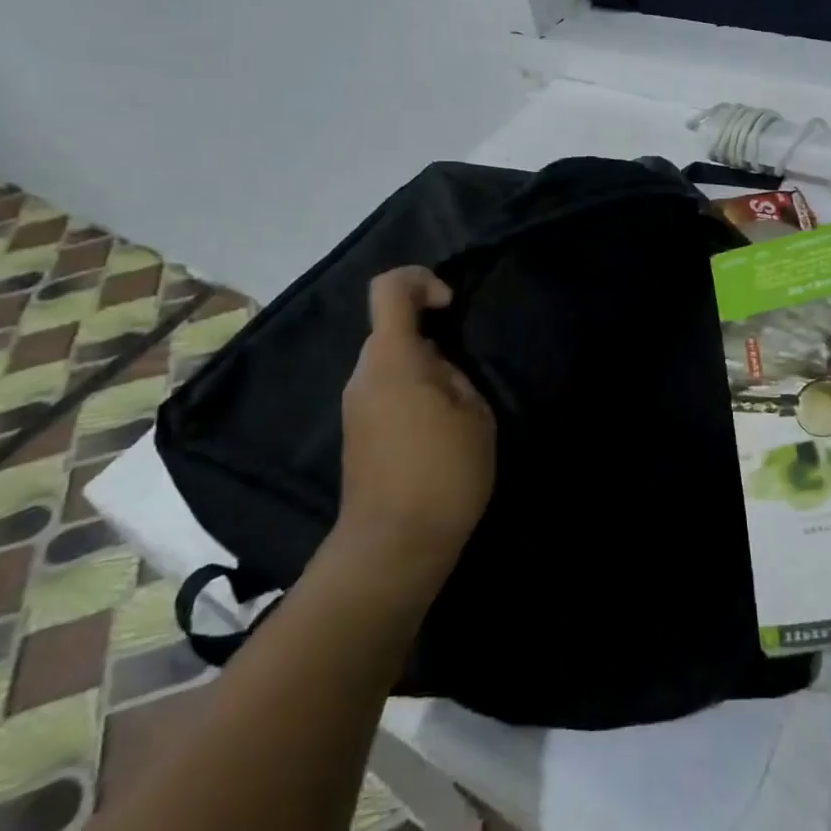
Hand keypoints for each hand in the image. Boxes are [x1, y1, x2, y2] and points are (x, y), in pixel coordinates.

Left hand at [333, 267, 496, 575]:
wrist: (392, 549)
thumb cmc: (443, 474)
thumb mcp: (475, 416)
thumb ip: (456, 376)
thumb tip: (438, 369)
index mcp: (393, 360)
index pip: (389, 289)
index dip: (421, 281)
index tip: (450, 308)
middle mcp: (364, 375)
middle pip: (393, 331)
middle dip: (433, 341)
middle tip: (466, 379)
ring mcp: (356, 407)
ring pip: (392, 365)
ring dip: (426, 373)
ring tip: (458, 412)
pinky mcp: (357, 435)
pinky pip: (386, 393)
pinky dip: (413, 397)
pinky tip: (440, 434)